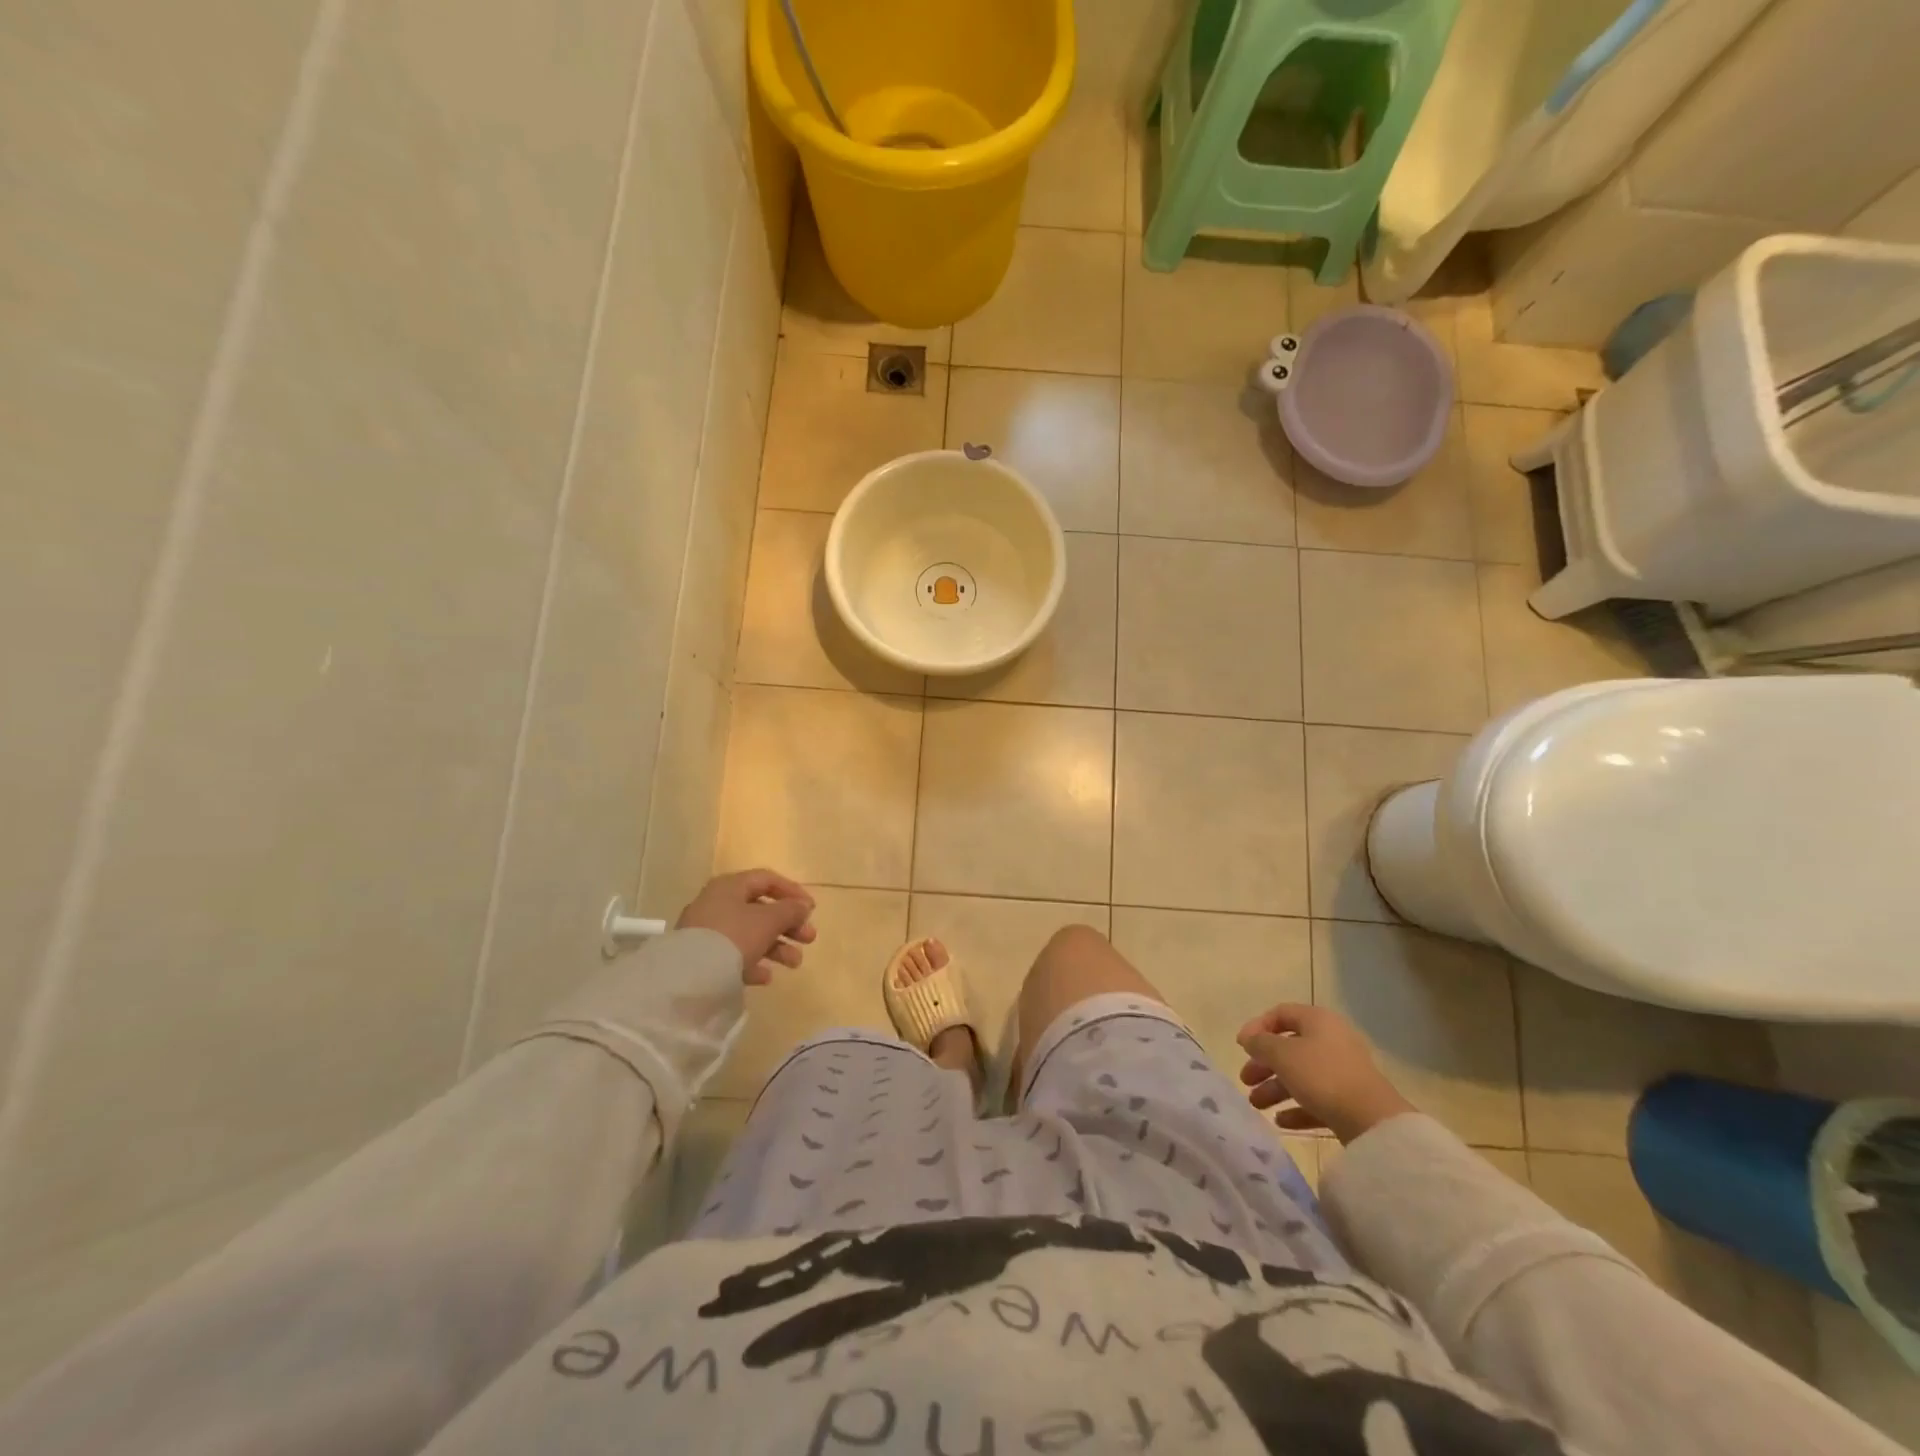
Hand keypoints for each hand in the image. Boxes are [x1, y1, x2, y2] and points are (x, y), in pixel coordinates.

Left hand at [676, 870, 817, 984]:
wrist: (690, 975)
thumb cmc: (734, 936)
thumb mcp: (769, 920)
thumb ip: (790, 910)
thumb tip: (803, 906)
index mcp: (730, 886)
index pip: (767, 880)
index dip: (792, 892)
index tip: (812, 910)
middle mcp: (717, 904)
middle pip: (761, 909)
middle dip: (789, 925)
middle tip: (809, 939)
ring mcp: (708, 932)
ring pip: (750, 934)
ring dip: (777, 947)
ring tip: (794, 963)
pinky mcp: (703, 957)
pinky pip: (734, 956)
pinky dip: (753, 963)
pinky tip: (766, 977)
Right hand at [1236, 1003, 1415, 1144]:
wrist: (1372, 1122)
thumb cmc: (1322, 1076)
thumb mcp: (1282, 1054)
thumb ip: (1260, 1043)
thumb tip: (1250, 1039)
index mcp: (1318, 1021)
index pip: (1281, 1014)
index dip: (1257, 1027)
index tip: (1241, 1047)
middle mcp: (1332, 1041)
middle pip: (1289, 1047)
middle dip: (1264, 1064)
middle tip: (1245, 1080)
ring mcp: (1343, 1072)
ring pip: (1301, 1075)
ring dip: (1275, 1088)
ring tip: (1257, 1105)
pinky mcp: (1349, 1100)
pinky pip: (1316, 1099)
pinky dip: (1296, 1107)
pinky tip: (1280, 1121)